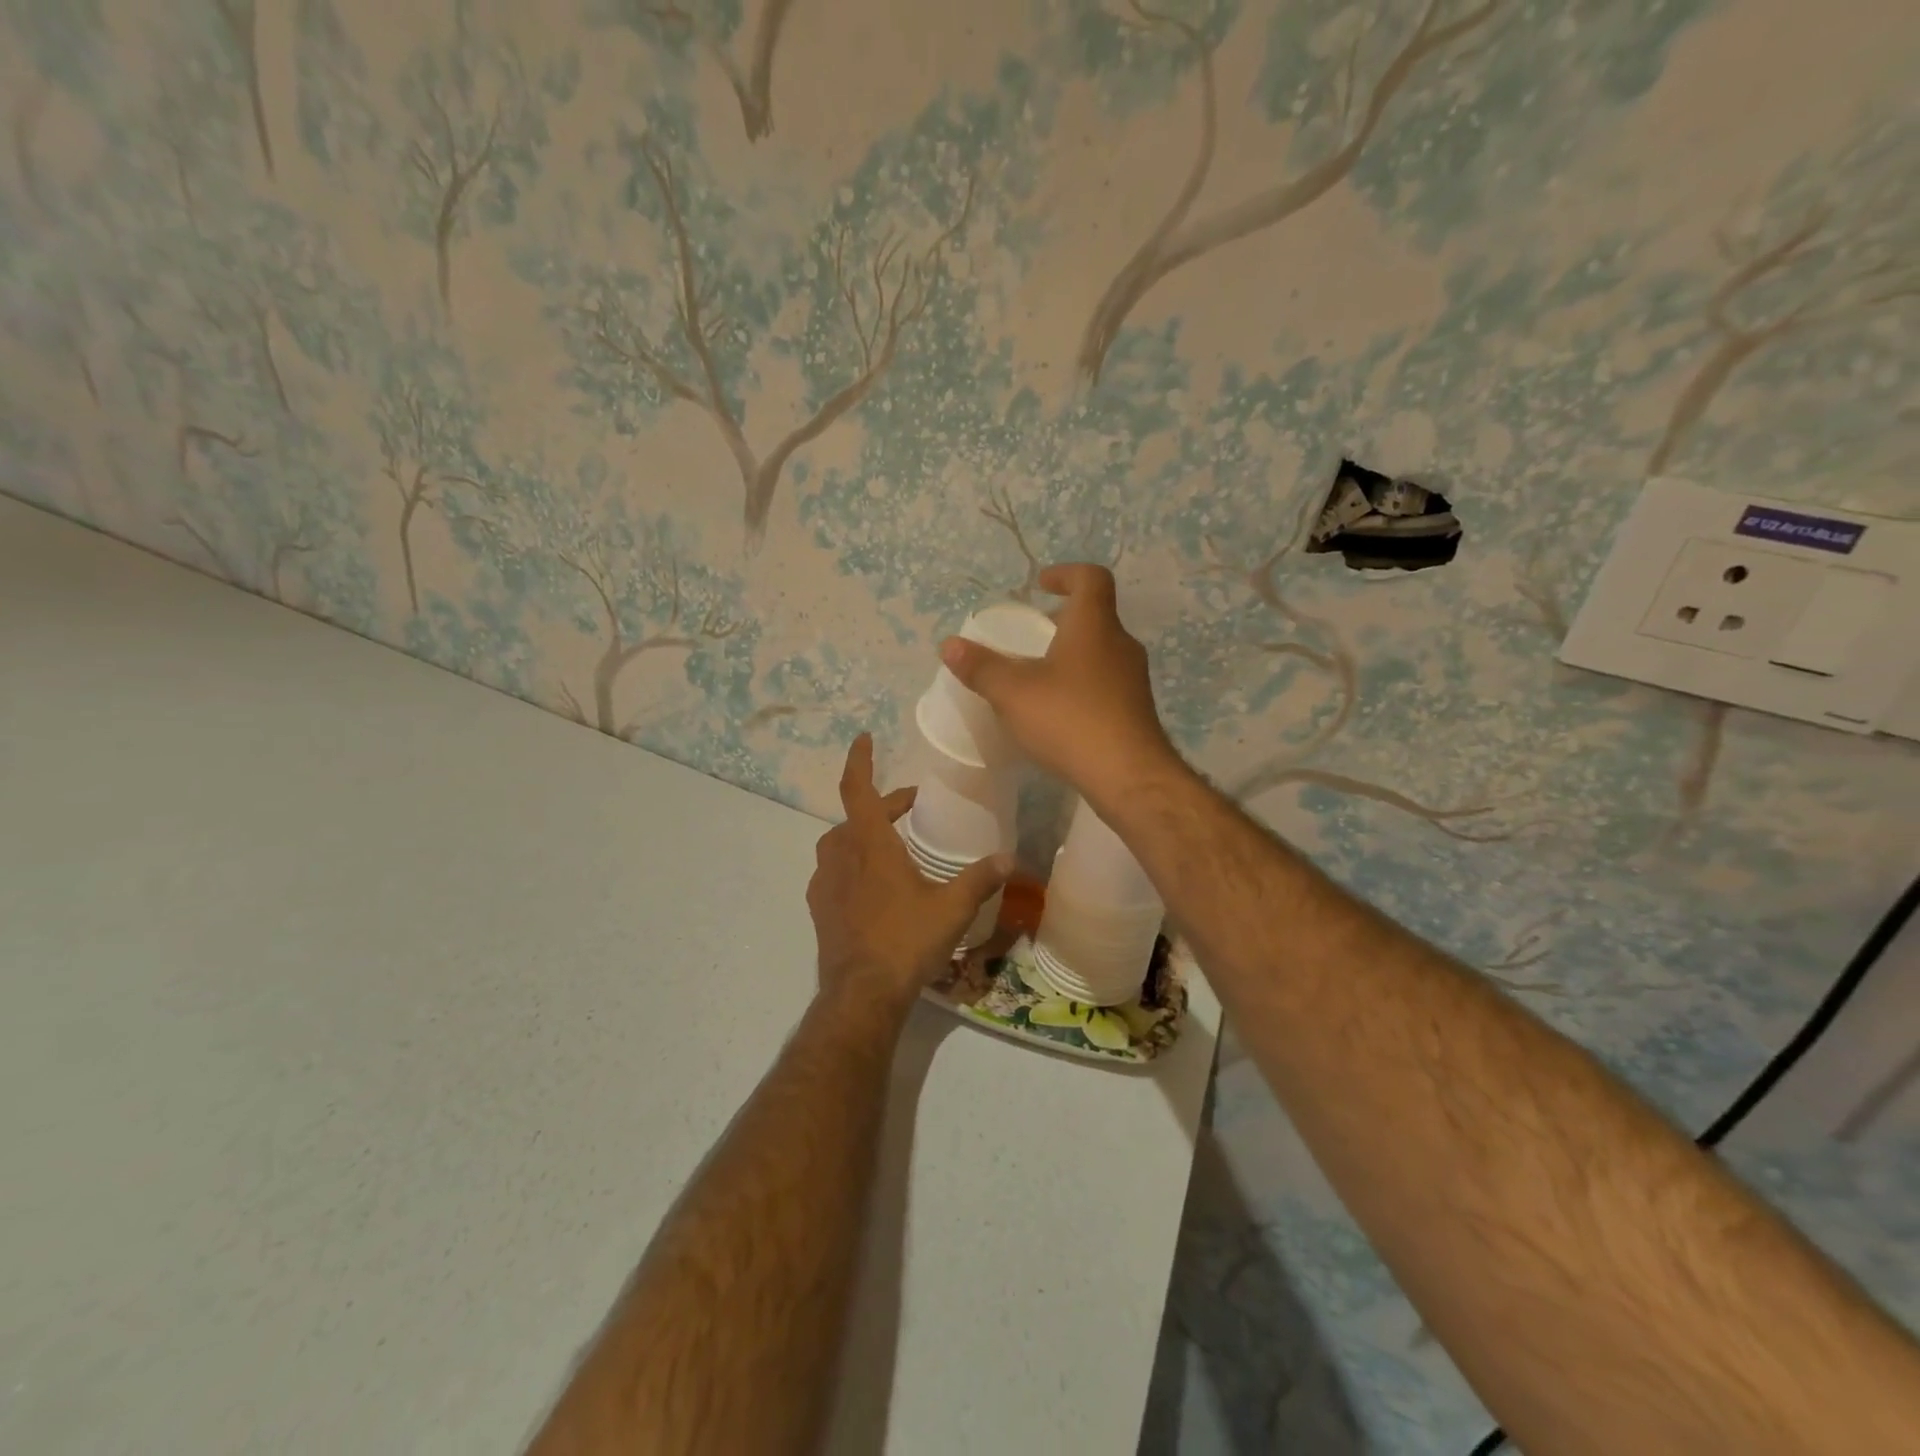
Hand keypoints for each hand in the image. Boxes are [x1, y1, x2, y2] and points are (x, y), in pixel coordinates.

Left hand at [807, 735, 1011, 1015]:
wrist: (861, 994)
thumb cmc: (905, 941)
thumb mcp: (951, 907)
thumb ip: (980, 878)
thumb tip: (1010, 858)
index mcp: (869, 845)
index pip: (857, 788)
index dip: (859, 760)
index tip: (864, 737)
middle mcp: (841, 857)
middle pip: (856, 816)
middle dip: (885, 805)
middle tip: (912, 805)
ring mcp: (824, 884)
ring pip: (841, 843)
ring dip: (864, 833)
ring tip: (893, 843)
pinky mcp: (819, 909)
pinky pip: (833, 871)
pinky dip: (852, 863)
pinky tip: (873, 884)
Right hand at [938, 564, 1179, 805]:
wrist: (1128, 776)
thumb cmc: (1069, 720)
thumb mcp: (1013, 693)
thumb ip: (981, 667)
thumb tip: (949, 645)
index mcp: (1094, 626)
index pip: (1091, 578)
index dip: (1066, 574)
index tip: (1041, 585)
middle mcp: (1121, 645)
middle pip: (1096, 617)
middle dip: (1063, 621)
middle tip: (1032, 636)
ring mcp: (1133, 680)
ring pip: (1101, 653)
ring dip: (1073, 656)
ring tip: (1040, 678)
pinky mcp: (1136, 712)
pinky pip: (1106, 685)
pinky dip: (1082, 686)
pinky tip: (1060, 714)